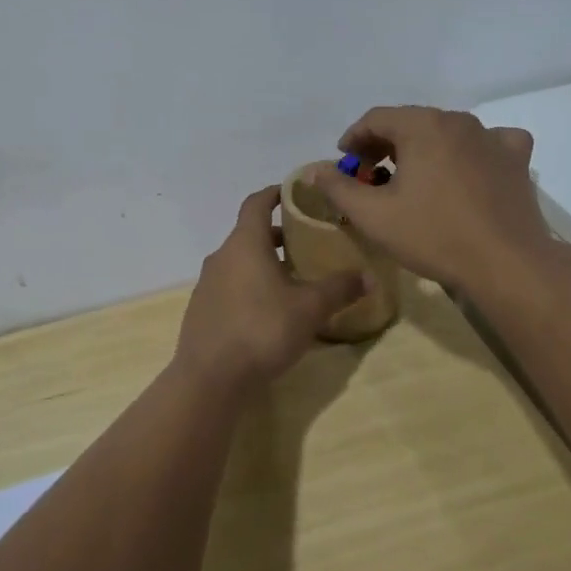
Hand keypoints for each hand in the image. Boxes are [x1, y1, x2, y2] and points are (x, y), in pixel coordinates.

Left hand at [173, 186, 367, 392]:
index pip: (256, 203)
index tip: (294, 192)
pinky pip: (229, 286)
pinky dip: (249, 286)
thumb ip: (339, 289)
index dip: (275, 193)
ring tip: (292, 279)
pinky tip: (269, 311)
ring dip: (263, 263)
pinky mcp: (202, 311)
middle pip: (249, 234)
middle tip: (306, 242)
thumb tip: (369, 277)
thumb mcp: (310, 309)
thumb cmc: (262, 330)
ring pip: (238, 262)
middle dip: (276, 235)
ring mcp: (207, 284)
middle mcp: (221, 257)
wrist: (210, 378)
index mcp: (244, 244)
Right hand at [308, 106, 558, 295]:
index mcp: (422, 126)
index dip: (353, 139)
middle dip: (385, 144)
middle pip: (411, 122)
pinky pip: (488, 143)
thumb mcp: (373, 216)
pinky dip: (471, 151)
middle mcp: (458, 121)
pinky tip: (467, 169)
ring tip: (412, 177)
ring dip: (423, 149)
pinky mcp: (516, 159)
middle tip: (370, 174)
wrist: (506, 263)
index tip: (343, 163)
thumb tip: (313, 170)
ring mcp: (492, 137)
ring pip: (446, 132)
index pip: (376, 118)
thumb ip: (338, 188)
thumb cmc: (433, 235)